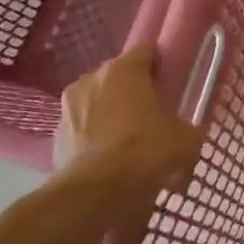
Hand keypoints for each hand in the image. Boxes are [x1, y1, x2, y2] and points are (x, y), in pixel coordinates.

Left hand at [52, 44, 205, 216]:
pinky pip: (83, 130)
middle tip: (153, 116)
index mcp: (124, 70)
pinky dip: (95, 139)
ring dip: (111, 115)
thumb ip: (188, 127)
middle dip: (134, 92)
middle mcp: (91, 79)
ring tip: (129, 143)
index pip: (147, 51)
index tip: (172, 83)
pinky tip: (110, 161)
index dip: (162, 65)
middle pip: (118, 77)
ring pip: (97, 103)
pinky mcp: (56, 136)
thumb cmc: (147, 152)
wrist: (98, 192)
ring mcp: (68, 107)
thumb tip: (187, 131)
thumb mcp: (187, 139)